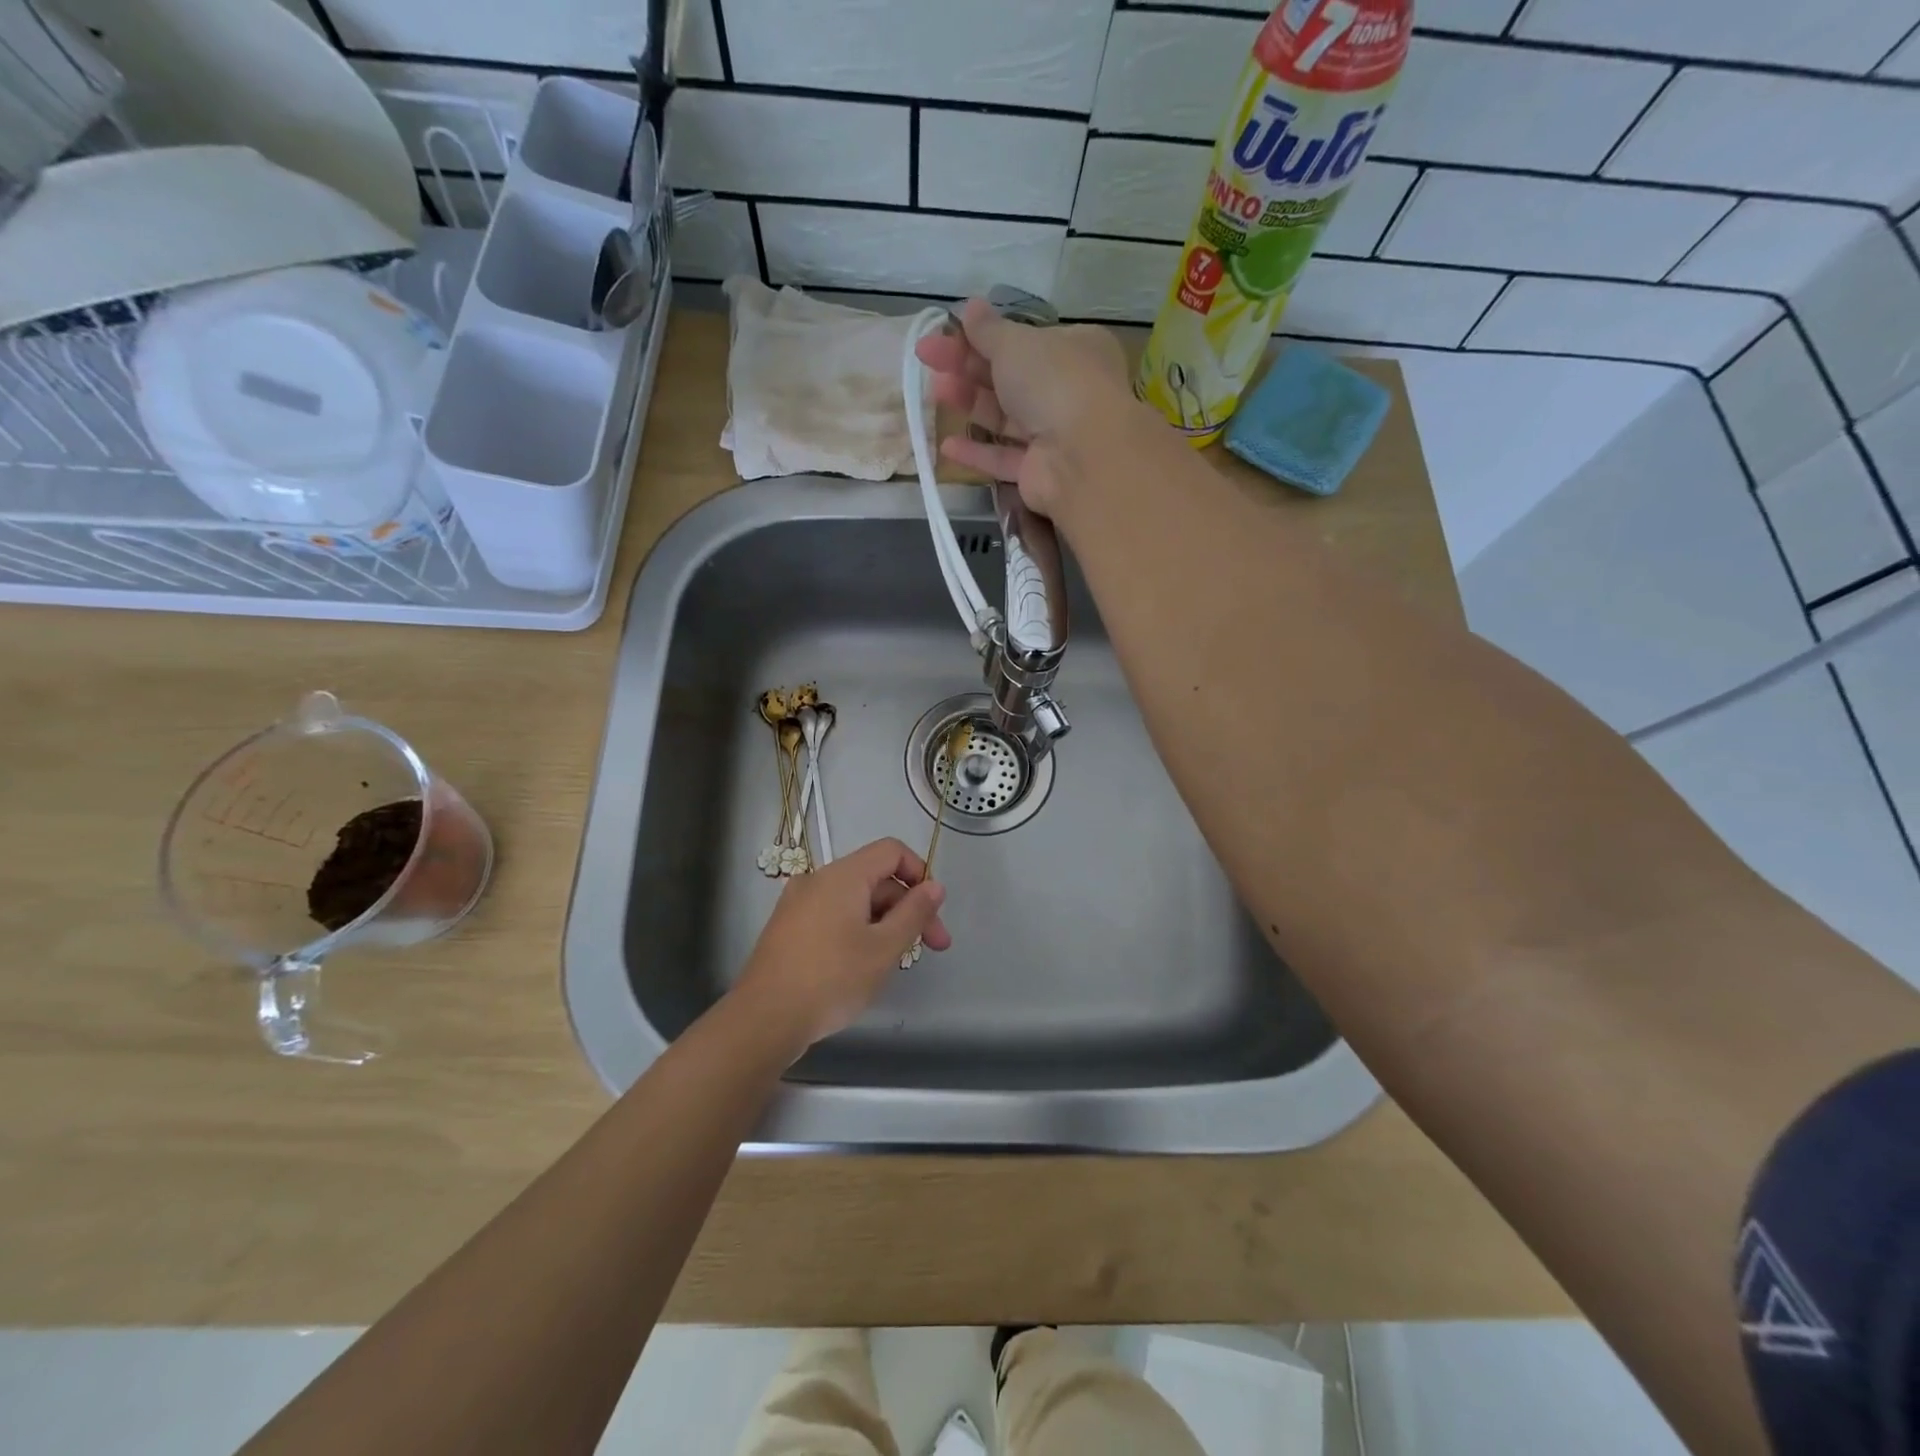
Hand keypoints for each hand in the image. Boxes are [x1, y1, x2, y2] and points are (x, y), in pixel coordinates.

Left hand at [734, 838, 950, 1051]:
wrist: (764, 1020)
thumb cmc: (832, 979)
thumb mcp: (884, 948)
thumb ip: (914, 913)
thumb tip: (934, 886)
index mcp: (843, 875)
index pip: (892, 851)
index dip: (919, 874)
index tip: (933, 911)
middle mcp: (818, 880)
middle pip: (875, 878)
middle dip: (907, 908)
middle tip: (932, 948)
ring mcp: (798, 904)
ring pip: (854, 900)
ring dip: (884, 922)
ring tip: (896, 962)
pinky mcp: (788, 929)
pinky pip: (833, 916)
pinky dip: (857, 930)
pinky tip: (863, 965)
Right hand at [913, 297, 1131, 515]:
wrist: (1081, 454)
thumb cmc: (1054, 381)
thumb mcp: (1016, 343)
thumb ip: (988, 330)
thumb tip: (970, 306)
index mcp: (1073, 349)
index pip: (1024, 340)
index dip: (982, 337)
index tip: (945, 333)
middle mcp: (1068, 391)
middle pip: (1009, 378)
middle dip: (967, 368)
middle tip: (927, 359)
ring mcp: (1054, 435)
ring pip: (1005, 417)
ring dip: (969, 404)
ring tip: (934, 393)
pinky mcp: (1038, 472)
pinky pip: (1004, 458)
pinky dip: (977, 452)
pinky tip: (947, 446)